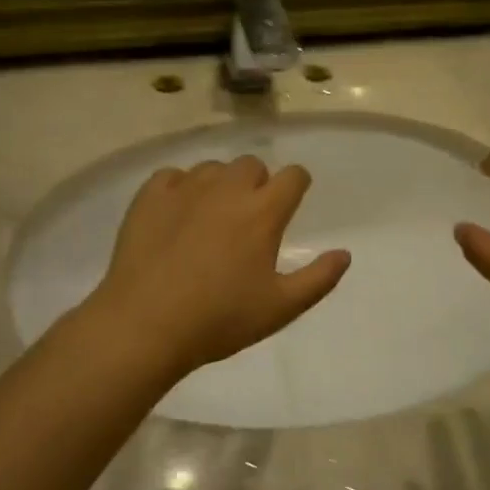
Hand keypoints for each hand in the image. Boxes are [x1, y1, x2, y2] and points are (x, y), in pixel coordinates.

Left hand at [88, 157, 350, 379]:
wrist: (145, 324)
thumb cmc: (220, 319)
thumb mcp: (281, 308)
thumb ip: (319, 279)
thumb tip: (345, 254)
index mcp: (263, 211)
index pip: (293, 175)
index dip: (297, 185)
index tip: (292, 201)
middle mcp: (228, 189)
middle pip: (252, 164)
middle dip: (258, 183)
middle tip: (250, 217)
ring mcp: (186, 188)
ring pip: (213, 168)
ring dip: (221, 184)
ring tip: (212, 216)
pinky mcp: (150, 197)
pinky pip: (172, 175)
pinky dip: (180, 188)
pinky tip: (177, 214)